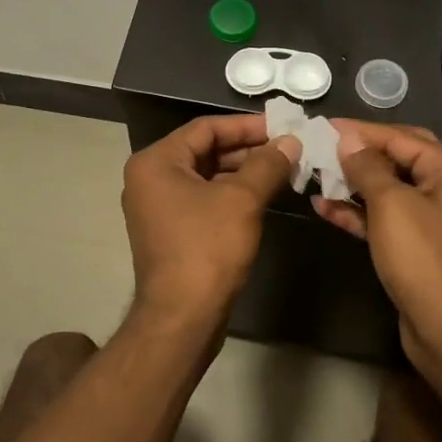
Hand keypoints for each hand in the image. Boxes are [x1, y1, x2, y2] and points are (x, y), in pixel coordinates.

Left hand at [121, 115, 300, 329]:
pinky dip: (232, 194)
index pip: (205, 128)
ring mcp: (158, 207)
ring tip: (284, 170)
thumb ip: (267, 164)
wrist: (182, 316)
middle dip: (248, 149)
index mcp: (156, 162)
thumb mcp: (242, 200)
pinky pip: (203, 199)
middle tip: (288, 148)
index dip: (246, 125)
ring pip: (206, 176)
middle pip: (204, 150)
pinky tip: (264, 195)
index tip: (282, 127)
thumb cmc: (207, 248)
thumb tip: (290, 141)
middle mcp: (150, 179)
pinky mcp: (171, 231)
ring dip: (243, 172)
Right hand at [310, 121, 441, 368]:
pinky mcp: (419, 244)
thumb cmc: (423, 258)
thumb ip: (367, 167)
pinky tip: (323, 206)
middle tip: (320, 145)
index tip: (322, 126)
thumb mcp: (391, 205)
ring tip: (314, 174)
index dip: (360, 131)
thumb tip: (347, 138)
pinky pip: (386, 217)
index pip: (401, 137)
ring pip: (388, 189)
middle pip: (397, 158)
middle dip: (357, 154)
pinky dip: (358, 211)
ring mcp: (435, 217)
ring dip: (353, 183)